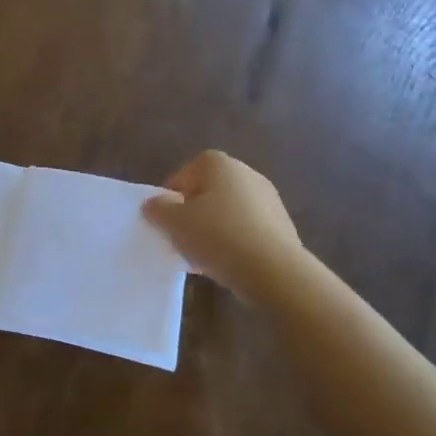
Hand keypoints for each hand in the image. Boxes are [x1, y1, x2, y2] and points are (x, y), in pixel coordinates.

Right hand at [143, 150, 303, 298]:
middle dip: (193, 213)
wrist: (273, 270)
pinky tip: (224, 264)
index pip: (187, 172)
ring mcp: (269, 200)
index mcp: (220, 164)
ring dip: (213, 229)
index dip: (172, 194)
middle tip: (180, 236)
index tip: (165, 218)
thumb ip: (158, 209)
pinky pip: (247, 230)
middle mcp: (248, 174)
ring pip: (228, 212)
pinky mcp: (281, 226)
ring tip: (200, 256)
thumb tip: (153, 203)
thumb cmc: (218, 236)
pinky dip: (233, 242)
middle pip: (209, 191)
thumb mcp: (175, 223)